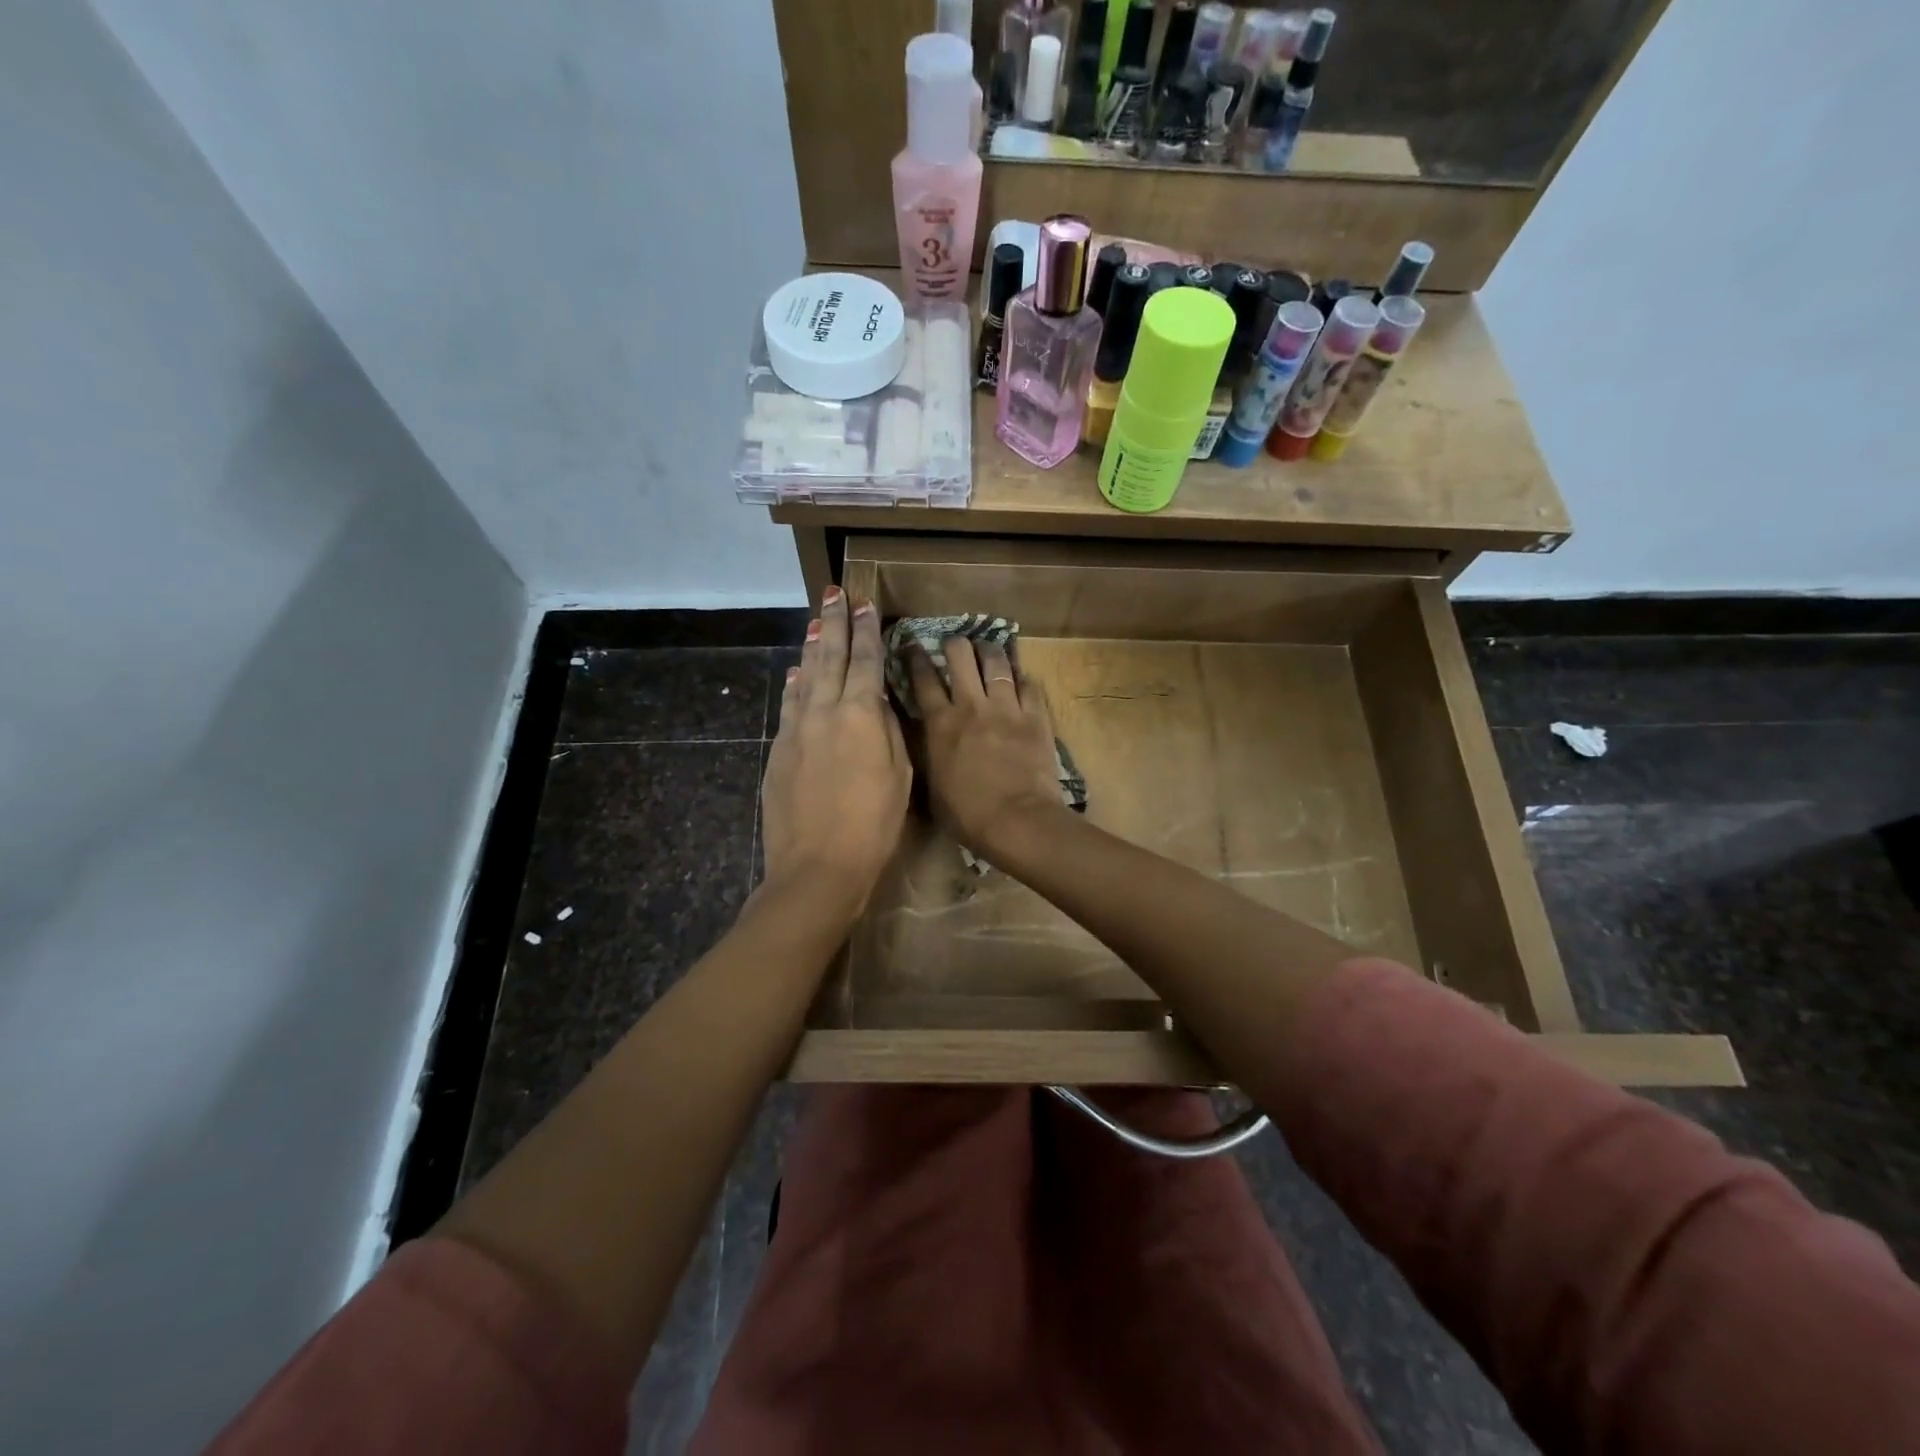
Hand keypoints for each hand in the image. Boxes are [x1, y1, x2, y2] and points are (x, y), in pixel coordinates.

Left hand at [759, 588, 910, 918]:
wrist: (817, 865)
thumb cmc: (873, 824)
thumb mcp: (899, 775)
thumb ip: (887, 731)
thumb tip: (875, 703)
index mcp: (860, 715)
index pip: (866, 661)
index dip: (867, 631)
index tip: (865, 604)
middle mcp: (824, 711)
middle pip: (831, 657)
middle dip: (834, 623)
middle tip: (834, 594)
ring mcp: (796, 729)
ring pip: (805, 676)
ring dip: (812, 647)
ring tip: (816, 622)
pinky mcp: (778, 750)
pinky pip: (789, 705)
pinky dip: (795, 684)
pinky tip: (796, 673)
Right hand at [907, 635, 1066, 857]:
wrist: (1017, 820)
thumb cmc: (967, 815)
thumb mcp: (932, 788)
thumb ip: (929, 756)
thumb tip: (925, 744)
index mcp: (940, 724)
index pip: (923, 679)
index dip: (916, 658)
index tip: (913, 646)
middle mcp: (971, 706)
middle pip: (960, 656)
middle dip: (955, 645)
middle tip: (955, 647)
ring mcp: (1006, 707)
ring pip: (996, 662)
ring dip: (989, 652)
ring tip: (987, 649)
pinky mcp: (1035, 716)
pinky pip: (1030, 685)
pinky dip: (1023, 679)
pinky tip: (1021, 679)